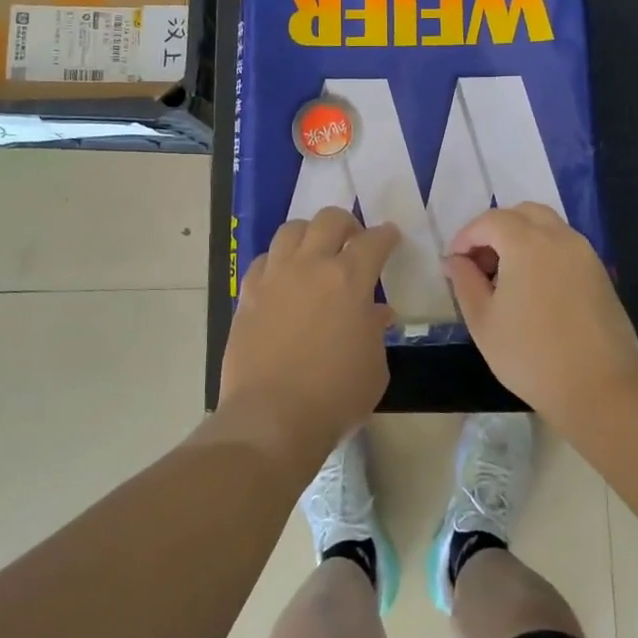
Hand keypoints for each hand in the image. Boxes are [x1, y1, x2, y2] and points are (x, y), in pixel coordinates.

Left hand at [218, 207, 399, 472]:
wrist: (271, 418)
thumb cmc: (335, 396)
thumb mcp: (374, 367)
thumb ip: (374, 330)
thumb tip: (375, 314)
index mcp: (349, 279)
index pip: (373, 241)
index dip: (386, 236)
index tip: (390, 237)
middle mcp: (310, 266)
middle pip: (328, 220)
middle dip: (346, 223)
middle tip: (353, 240)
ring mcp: (274, 277)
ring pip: (290, 230)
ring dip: (309, 233)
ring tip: (315, 251)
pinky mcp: (248, 294)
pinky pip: (263, 260)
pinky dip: (278, 261)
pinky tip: (283, 278)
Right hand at [444, 204, 637, 419]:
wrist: (599, 387)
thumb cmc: (530, 355)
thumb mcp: (483, 321)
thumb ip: (464, 282)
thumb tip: (454, 261)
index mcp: (526, 243)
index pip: (490, 220)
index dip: (466, 237)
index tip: (454, 263)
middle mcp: (559, 237)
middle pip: (522, 213)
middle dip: (496, 229)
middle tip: (480, 263)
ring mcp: (585, 253)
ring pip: (548, 226)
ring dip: (522, 238)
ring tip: (506, 276)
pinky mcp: (600, 273)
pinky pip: (565, 247)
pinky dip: (544, 252)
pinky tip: (534, 289)